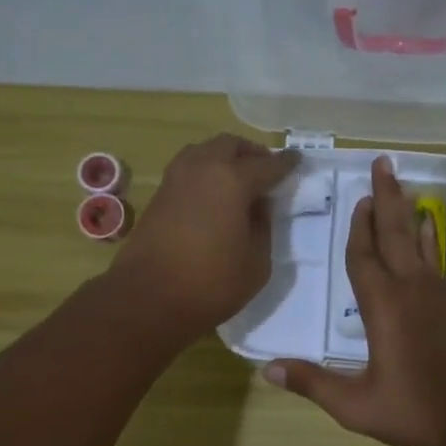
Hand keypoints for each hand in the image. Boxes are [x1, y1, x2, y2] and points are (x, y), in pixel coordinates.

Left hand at [110, 133, 299, 339]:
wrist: (148, 299)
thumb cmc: (211, 284)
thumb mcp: (256, 263)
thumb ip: (263, 228)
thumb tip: (258, 207)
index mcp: (232, 181)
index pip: (267, 165)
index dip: (285, 164)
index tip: (297, 160)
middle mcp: (202, 169)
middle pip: (231, 146)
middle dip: (251, 154)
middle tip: (265, 170)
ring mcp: (175, 179)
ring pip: (204, 151)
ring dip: (224, 158)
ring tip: (238, 179)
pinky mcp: (159, 196)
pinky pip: (188, 169)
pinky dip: (205, 172)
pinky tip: (213, 194)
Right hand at [265, 155, 445, 445]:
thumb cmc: (416, 411)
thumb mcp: (356, 404)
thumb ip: (313, 384)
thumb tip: (267, 370)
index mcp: (383, 308)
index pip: (364, 258)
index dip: (358, 228)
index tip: (358, 198)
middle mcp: (412, 292)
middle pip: (395, 236)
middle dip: (386, 199)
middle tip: (384, 164)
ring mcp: (438, 298)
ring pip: (420, 245)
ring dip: (408, 215)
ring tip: (404, 189)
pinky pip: (435, 264)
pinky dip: (429, 243)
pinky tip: (429, 235)